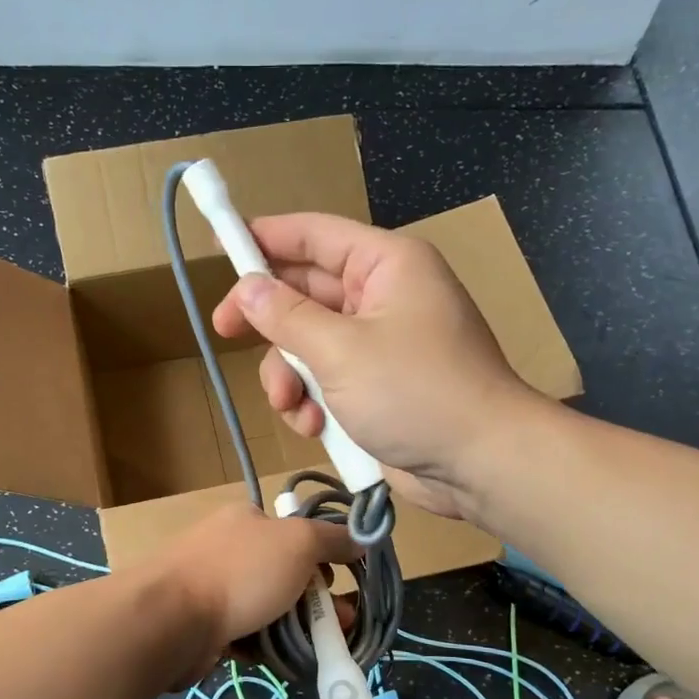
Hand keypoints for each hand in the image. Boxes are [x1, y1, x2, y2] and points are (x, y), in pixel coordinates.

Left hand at [149, 502, 354, 667]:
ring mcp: (213, 586)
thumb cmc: (240, 573)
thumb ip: (332, 538)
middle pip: (285, 574)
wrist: (170, 620)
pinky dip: (263, 645)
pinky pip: (245, 633)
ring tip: (314, 649)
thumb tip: (361, 536)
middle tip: (338, 626)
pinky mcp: (203, 623)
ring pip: (267, 607)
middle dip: (314, 601)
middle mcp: (229, 547)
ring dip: (293, 627)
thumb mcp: (298, 543)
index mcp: (248, 519)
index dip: (324, 558)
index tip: (342, 585)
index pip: (297, 533)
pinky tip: (277, 659)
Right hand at [211, 214, 538, 517]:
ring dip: (289, 375)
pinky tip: (314, 426)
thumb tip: (247, 289)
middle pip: (305, 292)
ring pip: (308, 343)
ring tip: (291, 405)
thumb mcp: (340, 350)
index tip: (219, 243)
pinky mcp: (376, 385)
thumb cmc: (415, 391)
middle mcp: (381, 296)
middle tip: (223, 329)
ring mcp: (379, 344)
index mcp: (384, 265)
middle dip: (269, 321)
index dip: (264, 236)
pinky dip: (312, 401)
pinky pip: (326, 379)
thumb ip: (286, 317)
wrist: (479, 463)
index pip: (313, 235)